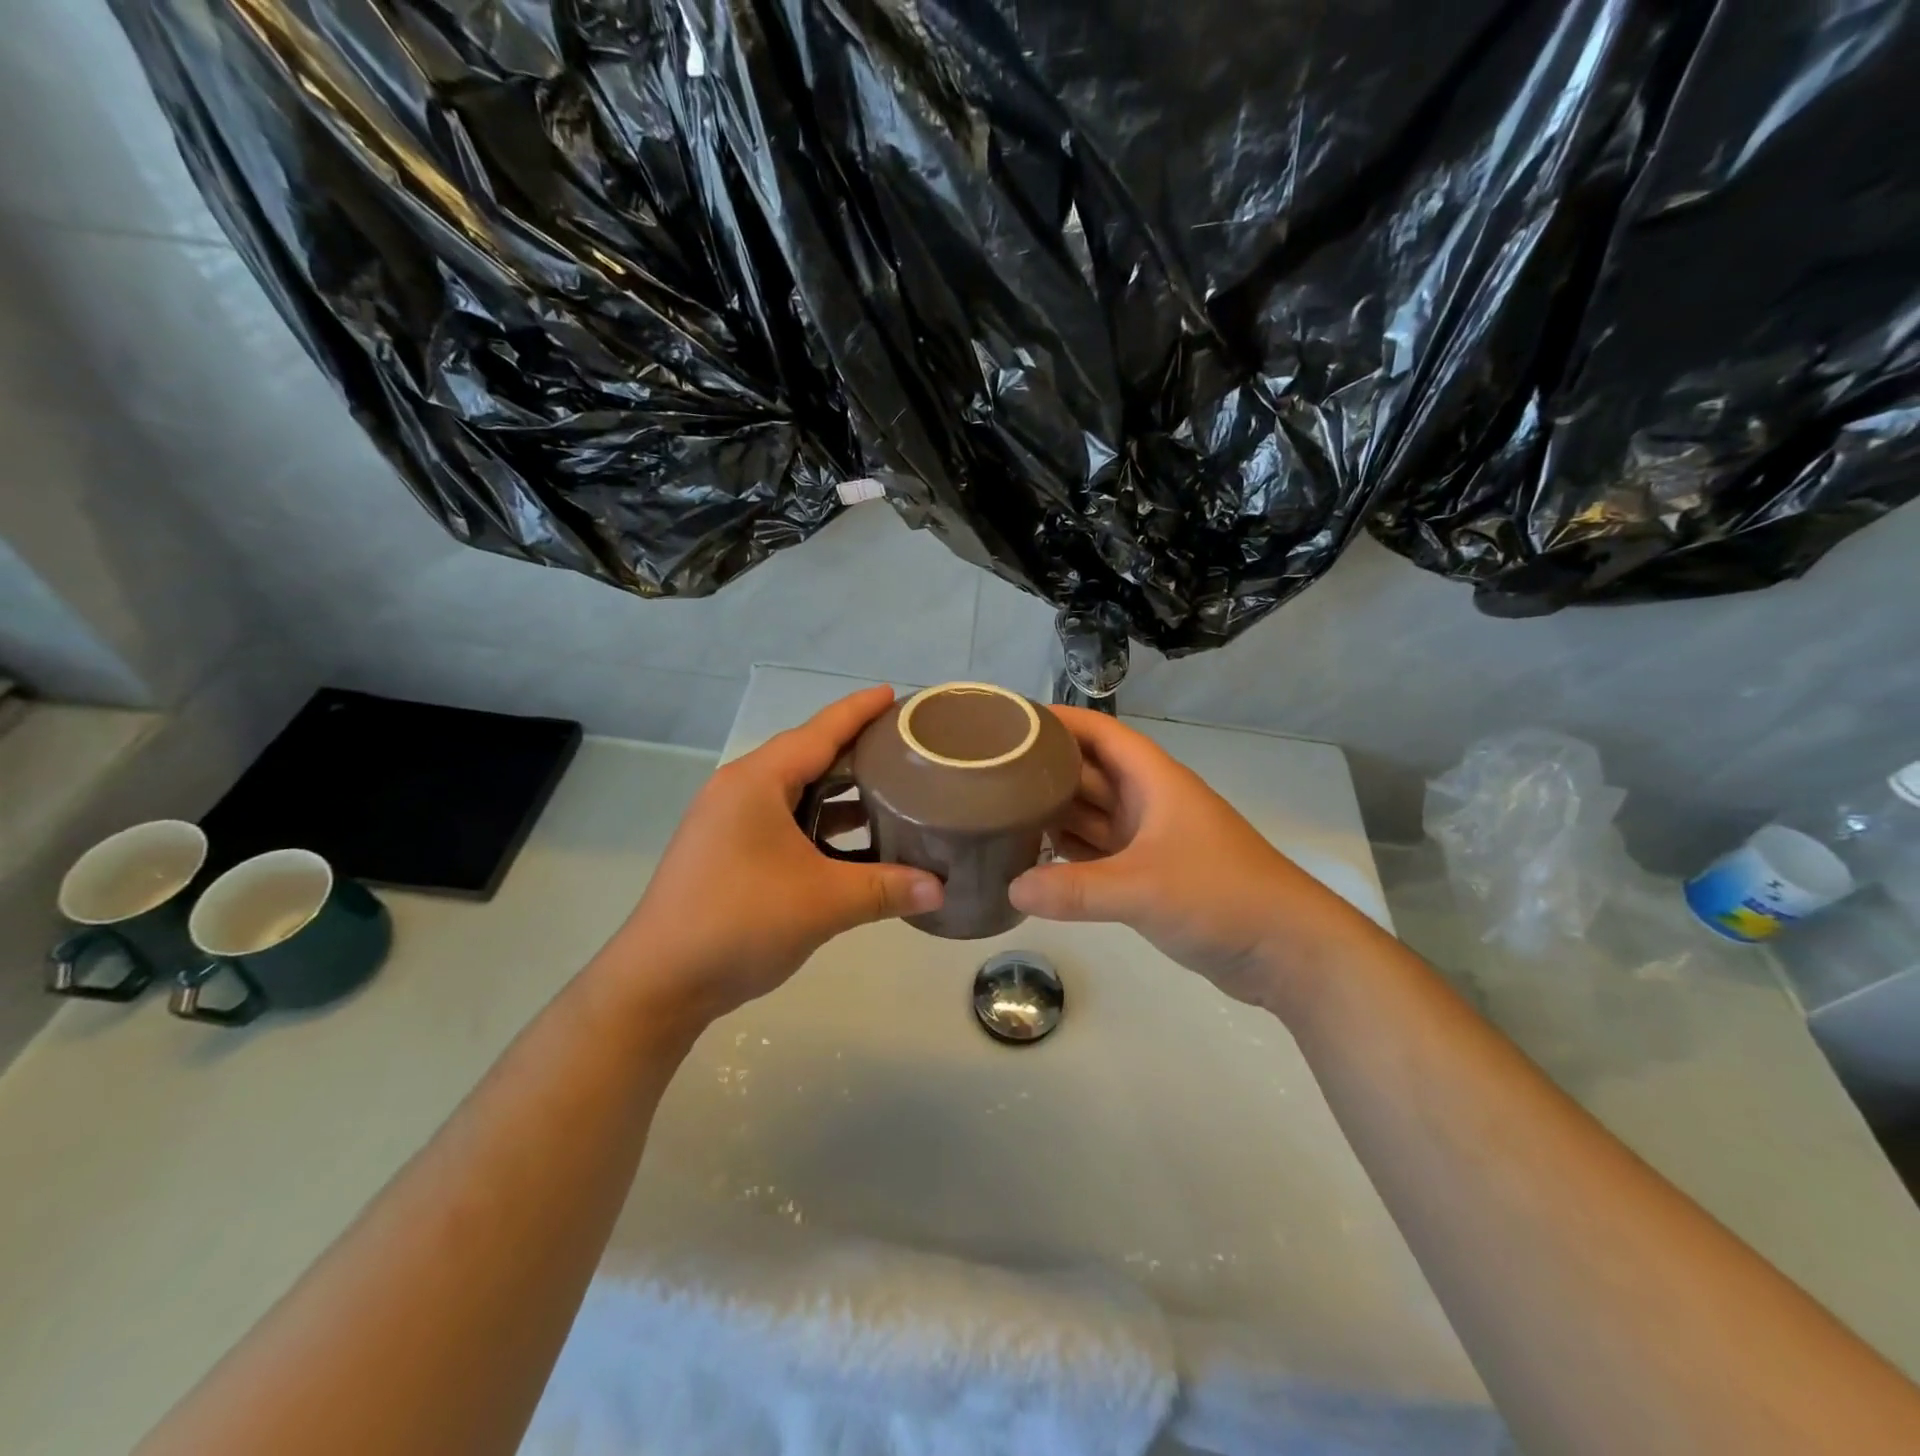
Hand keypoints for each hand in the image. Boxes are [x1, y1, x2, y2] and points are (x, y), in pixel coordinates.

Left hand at [596, 687, 942, 1026]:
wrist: (659, 982)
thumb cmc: (739, 923)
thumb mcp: (823, 903)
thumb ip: (886, 889)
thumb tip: (941, 889)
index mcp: (757, 782)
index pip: (819, 732)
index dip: (858, 711)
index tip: (893, 695)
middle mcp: (740, 791)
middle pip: (807, 757)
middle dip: (855, 751)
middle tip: (904, 748)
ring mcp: (729, 822)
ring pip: (796, 793)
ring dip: (839, 793)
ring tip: (890, 791)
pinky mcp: (728, 851)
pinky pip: (784, 822)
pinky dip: (820, 825)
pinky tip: (854, 843)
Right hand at [1009, 707, 1379, 1011]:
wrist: (1287, 950)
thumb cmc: (1221, 896)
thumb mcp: (1144, 889)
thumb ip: (1076, 889)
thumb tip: (1011, 887)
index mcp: (1153, 781)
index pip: (1099, 733)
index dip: (1058, 720)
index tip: (1010, 721)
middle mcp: (1147, 801)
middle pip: (1087, 772)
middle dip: (1043, 769)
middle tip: (987, 772)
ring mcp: (1148, 840)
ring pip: (1091, 814)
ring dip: (1053, 813)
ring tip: (997, 811)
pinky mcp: (1149, 875)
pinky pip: (1097, 852)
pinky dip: (1068, 853)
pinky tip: (1031, 859)